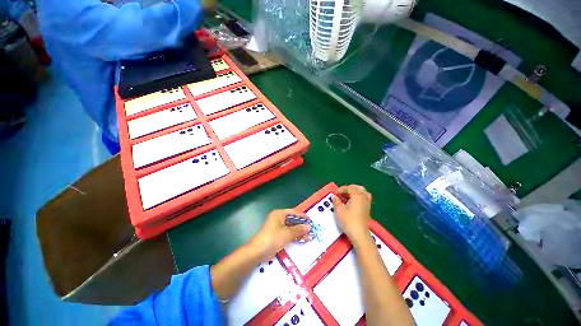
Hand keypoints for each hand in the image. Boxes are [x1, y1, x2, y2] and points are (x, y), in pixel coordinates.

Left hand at [249, 209, 310, 257]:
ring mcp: (276, 227)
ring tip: (308, 236)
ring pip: (290, 228)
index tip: (310, 220)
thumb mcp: (287, 233)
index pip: (293, 212)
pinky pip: (287, 234)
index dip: (302, 216)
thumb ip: (299, 230)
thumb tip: (308, 227)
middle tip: (310, 229)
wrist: (258, 251)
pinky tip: (301, 240)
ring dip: (298, 232)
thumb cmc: (273, 238)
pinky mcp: (276, 235)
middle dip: (301, 225)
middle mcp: (278, 219)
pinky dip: (293, 236)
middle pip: (292, 220)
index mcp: (279, 214)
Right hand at [332, 185, 371, 245]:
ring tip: (346, 196)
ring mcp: (367, 203)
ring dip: (354, 192)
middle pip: (357, 188)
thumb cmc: (348, 221)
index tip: (334, 193)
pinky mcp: (367, 209)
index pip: (349, 188)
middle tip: (341, 192)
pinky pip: (364, 198)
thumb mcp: (339, 210)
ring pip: (362, 192)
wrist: (359, 235)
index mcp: (357, 196)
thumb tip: (334, 196)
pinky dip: (358, 197)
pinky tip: (352, 202)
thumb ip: (336, 201)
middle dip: (349, 188)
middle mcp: (364, 197)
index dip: (340, 189)